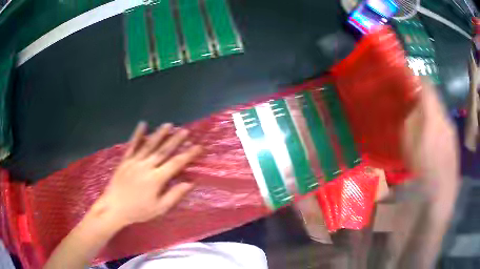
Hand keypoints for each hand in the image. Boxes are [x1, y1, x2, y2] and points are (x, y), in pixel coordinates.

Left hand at [91, 122, 201, 228]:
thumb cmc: (138, 210)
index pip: (176, 163)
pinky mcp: (125, 160)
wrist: (114, 208)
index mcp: (156, 179)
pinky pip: (132, 145)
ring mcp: (134, 161)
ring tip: (168, 124)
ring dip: (159, 134)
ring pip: (149, 145)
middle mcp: (146, 166)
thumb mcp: (159, 208)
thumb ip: (174, 195)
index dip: (188, 154)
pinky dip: (138, 134)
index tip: (198, 147)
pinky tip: (143, 124)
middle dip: (175, 140)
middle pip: (163, 150)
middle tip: (185, 130)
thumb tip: (189, 183)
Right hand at [402, 80, 459, 201]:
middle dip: (422, 93)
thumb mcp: (410, 145)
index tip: (406, 71)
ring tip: (421, 116)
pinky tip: (431, 134)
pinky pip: (443, 123)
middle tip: (411, 97)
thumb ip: (410, 121)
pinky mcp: (453, 139)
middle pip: (434, 96)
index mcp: (434, 114)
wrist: (443, 191)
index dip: (416, 75)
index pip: (426, 84)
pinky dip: (436, 121)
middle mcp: (444, 116)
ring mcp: (451, 128)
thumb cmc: (424, 168)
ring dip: (430, 108)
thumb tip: (411, 107)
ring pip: (439, 110)